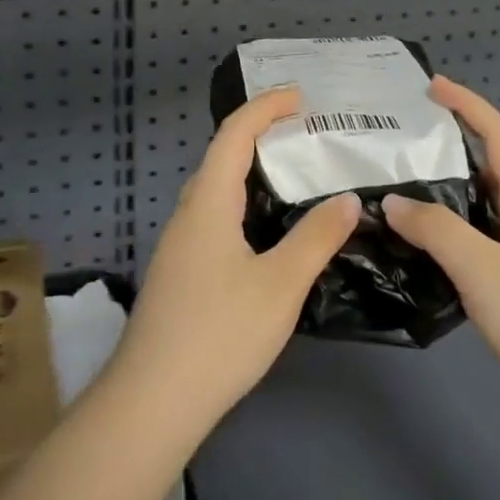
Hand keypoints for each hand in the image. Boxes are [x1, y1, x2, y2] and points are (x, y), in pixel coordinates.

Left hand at [113, 87, 359, 443]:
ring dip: (253, 173)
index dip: (266, 107)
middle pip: (222, 157)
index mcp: (208, 202)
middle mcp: (188, 214)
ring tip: (296, 177)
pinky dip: (246, 206)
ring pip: (218, 191)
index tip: (301, 96)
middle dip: (262, 135)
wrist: (152, 403)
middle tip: (307, 135)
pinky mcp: (181, 273)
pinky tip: (269, 233)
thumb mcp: (280, 284)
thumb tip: (347, 199)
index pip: (234, 134)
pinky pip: (216, 218)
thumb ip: (316, 237)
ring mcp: (180, 245)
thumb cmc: (219, 334)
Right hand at [382, 77, 499, 433]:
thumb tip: (394, 201)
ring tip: (402, 192)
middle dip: (453, 147)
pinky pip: (478, 250)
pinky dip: (449, 240)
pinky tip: (422, 254)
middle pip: (492, 171)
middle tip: (404, 143)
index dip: (469, 106)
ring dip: (447, 197)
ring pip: (482, 214)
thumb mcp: (483, 268)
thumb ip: (436, 230)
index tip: (432, 86)